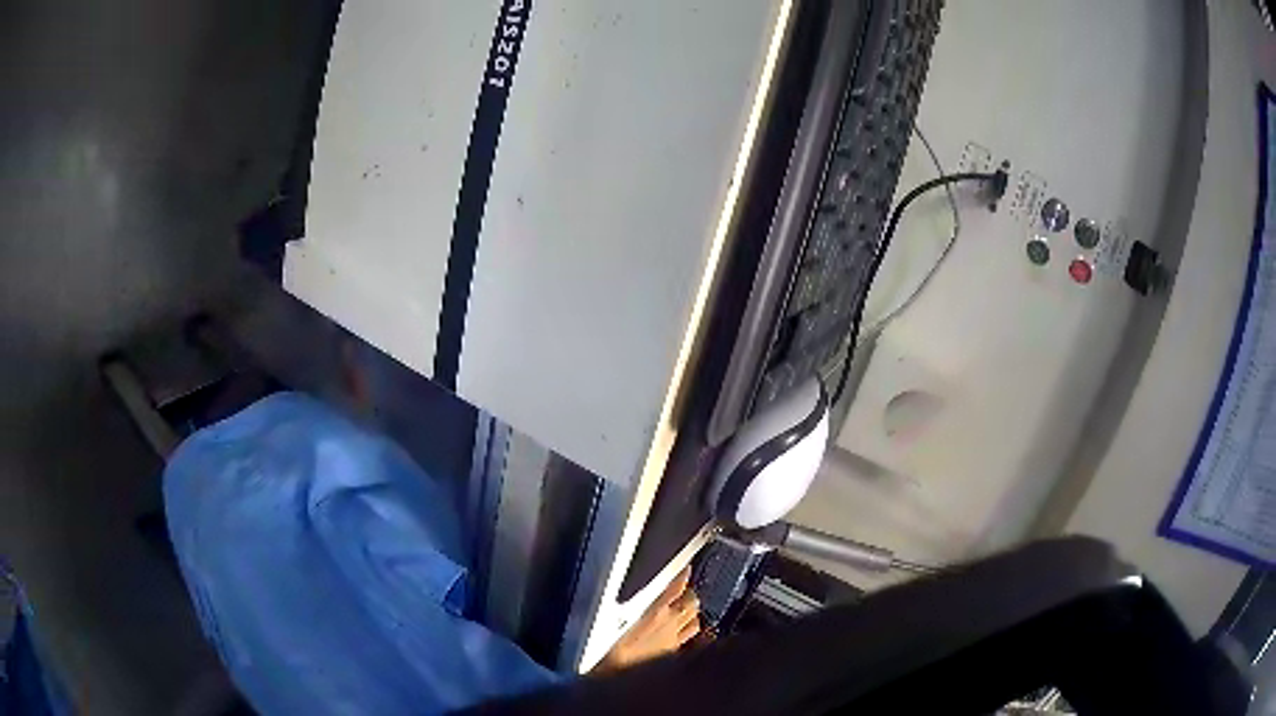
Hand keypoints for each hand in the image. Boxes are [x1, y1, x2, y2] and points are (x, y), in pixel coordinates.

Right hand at [597, 567, 700, 670]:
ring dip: (692, 613)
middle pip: (691, 603)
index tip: (686, 569)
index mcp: (655, 611)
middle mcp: (669, 623)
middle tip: (684, 592)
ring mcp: (674, 638)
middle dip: (690, 596)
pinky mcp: (673, 651)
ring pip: (694, 620)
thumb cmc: (611, 645)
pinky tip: (684, 631)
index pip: (676, 587)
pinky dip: (689, 630)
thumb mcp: (617, 616)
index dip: (683, 576)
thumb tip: (641, 593)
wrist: (615, 670)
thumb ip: (636, 602)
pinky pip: (689, 637)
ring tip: (686, 610)